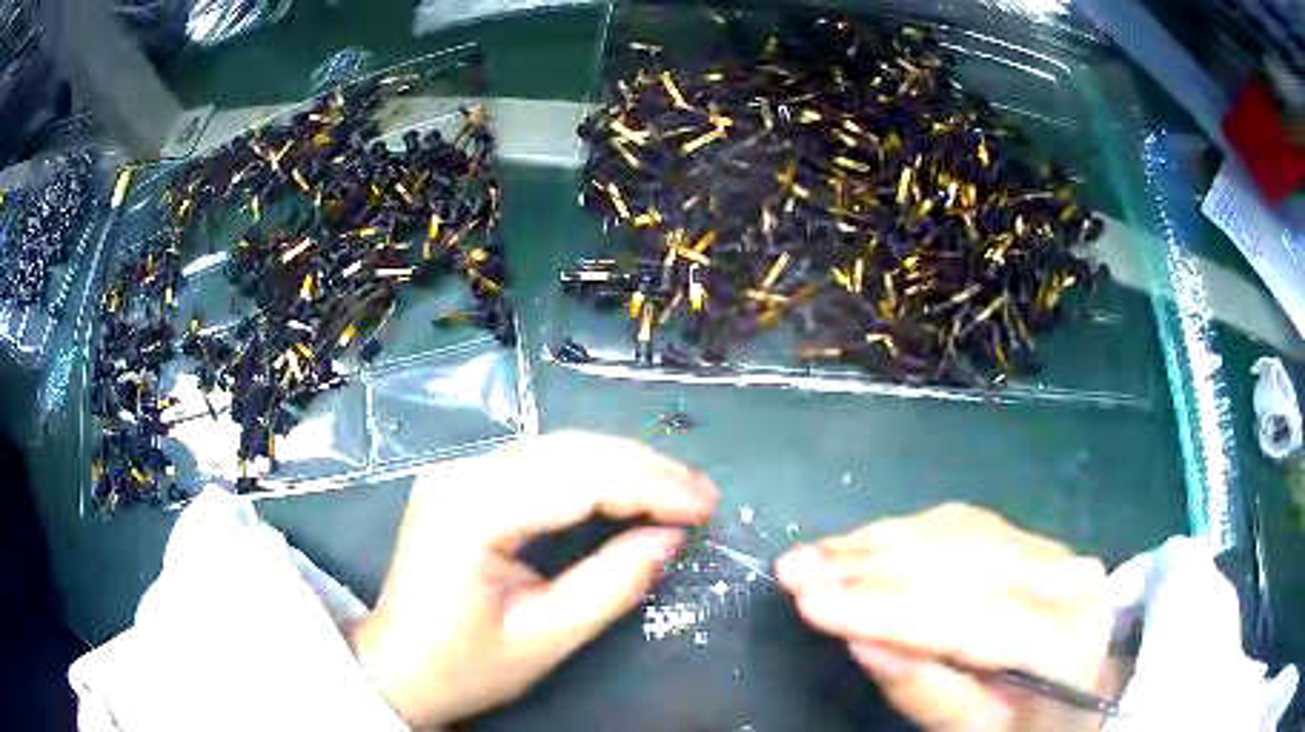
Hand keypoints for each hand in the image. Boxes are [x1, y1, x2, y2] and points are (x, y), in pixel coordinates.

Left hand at [349, 432, 717, 728]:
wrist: (398, 669)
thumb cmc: (464, 667)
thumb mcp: (545, 639)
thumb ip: (612, 584)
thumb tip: (671, 538)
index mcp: (471, 512)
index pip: (575, 478)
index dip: (649, 487)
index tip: (706, 506)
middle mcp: (461, 474)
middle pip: (568, 450)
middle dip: (644, 469)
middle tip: (702, 495)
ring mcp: (459, 473)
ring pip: (557, 449)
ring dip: (623, 466)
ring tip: (678, 491)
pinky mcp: (465, 484)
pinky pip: (540, 464)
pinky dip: (593, 474)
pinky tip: (627, 490)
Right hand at [776, 503, 1112, 731]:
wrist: (1088, 688)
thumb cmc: (1031, 726)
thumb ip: (928, 691)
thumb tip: (861, 640)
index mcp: (1065, 638)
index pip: (971, 615)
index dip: (887, 606)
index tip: (808, 601)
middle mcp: (1066, 576)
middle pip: (961, 561)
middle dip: (870, 564)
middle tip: (793, 567)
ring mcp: (1053, 548)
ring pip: (957, 532)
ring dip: (879, 541)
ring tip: (815, 553)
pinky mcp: (1033, 537)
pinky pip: (964, 523)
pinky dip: (906, 531)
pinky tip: (864, 542)